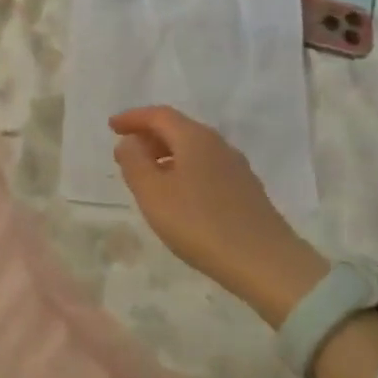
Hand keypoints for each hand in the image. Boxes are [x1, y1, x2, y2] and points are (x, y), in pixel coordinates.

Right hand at [110, 106, 328, 325]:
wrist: (265, 262)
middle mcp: (217, 144)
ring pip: (193, 148)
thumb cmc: (200, 223)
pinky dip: (184, 169)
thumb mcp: (153, 194)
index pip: (159, 115)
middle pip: (178, 128)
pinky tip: (178, 194)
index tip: (112, 127)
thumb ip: (135, 163)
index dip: (133, 118)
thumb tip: (129, 142)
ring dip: (166, 154)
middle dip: (149, 135)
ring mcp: (235, 166)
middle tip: (126, 152)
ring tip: (147, 175)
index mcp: (194, 138)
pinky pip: (206, 166)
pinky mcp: (245, 189)